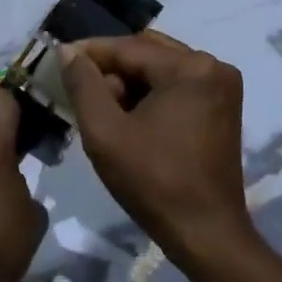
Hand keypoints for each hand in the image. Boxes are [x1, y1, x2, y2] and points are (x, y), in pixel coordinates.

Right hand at [60, 32, 253, 261]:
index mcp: (191, 67)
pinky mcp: (223, 106)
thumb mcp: (105, 132)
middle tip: (79, 88)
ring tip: (103, 108)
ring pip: (161, 67)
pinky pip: (178, 84)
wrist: (206, 234)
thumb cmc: (153, 182)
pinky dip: (151, 93)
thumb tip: (68, 51)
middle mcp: (213, 66)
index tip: (58, 59)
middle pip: (147, 52)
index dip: (89, 53)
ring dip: (130, 81)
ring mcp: (223, 86)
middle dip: (111, 67)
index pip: (128, 47)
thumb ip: (83, 85)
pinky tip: (130, 116)